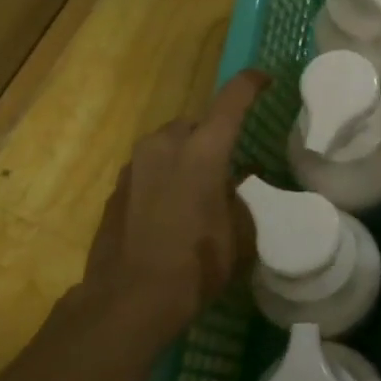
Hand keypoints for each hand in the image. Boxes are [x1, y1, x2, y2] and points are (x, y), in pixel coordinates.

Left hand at [68, 69, 268, 350]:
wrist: (128, 300)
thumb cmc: (196, 264)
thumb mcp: (240, 234)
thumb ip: (240, 198)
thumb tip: (234, 184)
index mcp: (203, 150)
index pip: (231, 100)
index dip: (251, 84)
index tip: (264, 79)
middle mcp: (165, 146)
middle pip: (194, 124)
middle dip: (212, 136)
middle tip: (228, 163)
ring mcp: (135, 166)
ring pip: (168, 145)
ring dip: (185, 157)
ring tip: (199, 190)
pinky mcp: (116, 189)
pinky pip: (149, 170)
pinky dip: (164, 178)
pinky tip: (172, 210)